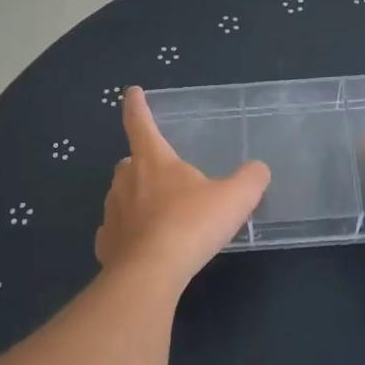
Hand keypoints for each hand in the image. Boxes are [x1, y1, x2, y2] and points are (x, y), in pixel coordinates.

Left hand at [95, 87, 270, 288]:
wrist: (151, 272)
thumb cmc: (191, 224)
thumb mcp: (234, 198)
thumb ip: (250, 179)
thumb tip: (259, 169)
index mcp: (153, 160)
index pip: (140, 122)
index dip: (137, 105)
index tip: (132, 92)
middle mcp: (125, 181)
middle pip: (130, 163)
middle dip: (143, 164)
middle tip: (164, 176)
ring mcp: (112, 213)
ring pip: (121, 197)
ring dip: (137, 200)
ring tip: (161, 217)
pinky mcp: (106, 244)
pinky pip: (116, 233)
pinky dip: (128, 236)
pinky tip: (145, 248)